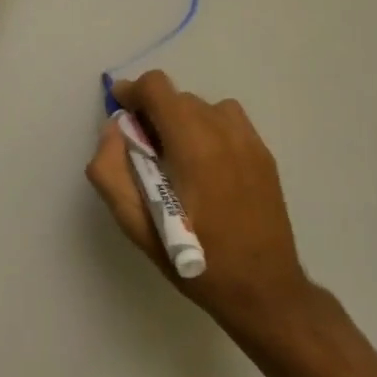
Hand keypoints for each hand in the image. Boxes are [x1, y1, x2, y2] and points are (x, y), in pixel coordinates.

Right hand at [86, 70, 311, 338]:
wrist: (264, 290)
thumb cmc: (195, 260)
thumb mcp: (137, 225)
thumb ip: (111, 170)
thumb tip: (114, 130)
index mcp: (193, 144)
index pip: (157, 87)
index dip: (132, 93)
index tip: (121, 115)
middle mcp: (224, 131)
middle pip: (177, 97)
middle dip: (154, 113)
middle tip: (144, 152)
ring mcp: (249, 140)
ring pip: (203, 106)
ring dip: (182, 120)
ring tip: (178, 159)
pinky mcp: (264, 153)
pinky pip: (227, 121)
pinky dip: (208, 129)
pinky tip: (206, 167)